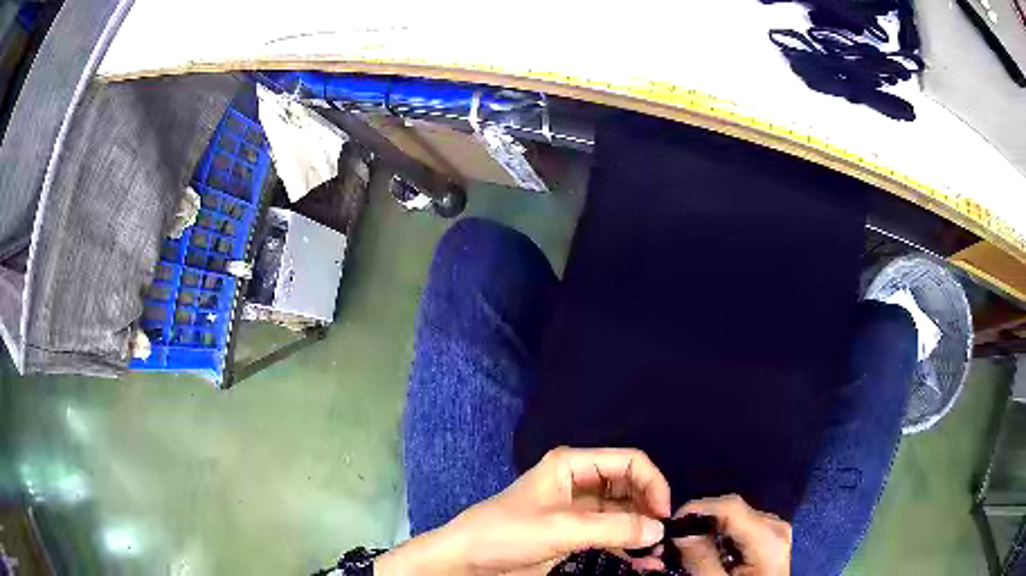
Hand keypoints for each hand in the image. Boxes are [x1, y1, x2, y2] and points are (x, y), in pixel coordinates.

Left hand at [376, 447, 670, 575]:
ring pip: (624, 513)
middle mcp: (580, 482)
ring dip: (641, 531)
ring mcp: (579, 510)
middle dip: (649, 509)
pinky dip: (628, 547)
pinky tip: (643, 563)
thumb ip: (613, 528)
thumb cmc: (508, 532)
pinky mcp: (575, 534)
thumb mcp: (561, 527)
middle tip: (663, 536)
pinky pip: (611, 535)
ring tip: (658, 554)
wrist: (468, 561)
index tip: (663, 513)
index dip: (652, 483)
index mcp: (573, 465)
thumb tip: (658, 529)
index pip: (628, 462)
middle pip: (630, 487)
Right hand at [672, 494, 790, 575]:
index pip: (730, 506)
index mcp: (768, 537)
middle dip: (700, 520)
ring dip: (709, 527)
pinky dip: (722, 534)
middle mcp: (776, 525)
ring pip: (736, 516)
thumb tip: (680, 532)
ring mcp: (777, 530)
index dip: (697, 508)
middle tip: (673, 540)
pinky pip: (743, 526)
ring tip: (687, 546)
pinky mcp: (772, 537)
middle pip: (732, 509)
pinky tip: (709, 550)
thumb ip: (701, 560)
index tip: (670, 523)